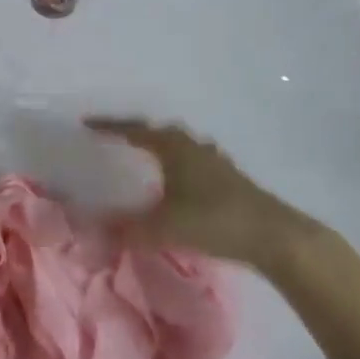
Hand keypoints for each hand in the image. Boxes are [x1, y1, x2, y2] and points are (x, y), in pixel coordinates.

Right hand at [87, 117, 311, 269]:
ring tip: (143, 159)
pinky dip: (178, 166)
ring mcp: (213, 159)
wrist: (272, 235)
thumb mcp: (163, 227)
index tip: (86, 124)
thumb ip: (125, 229)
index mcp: (172, 146)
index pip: (133, 129)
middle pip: (157, 131)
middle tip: (113, 140)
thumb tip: (90, 230)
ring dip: (159, 148)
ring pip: (178, 145)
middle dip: (134, 133)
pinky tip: (178, 183)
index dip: (108, 127)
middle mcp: (191, 144)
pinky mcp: (228, 177)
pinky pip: (192, 161)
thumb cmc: (213, 220)